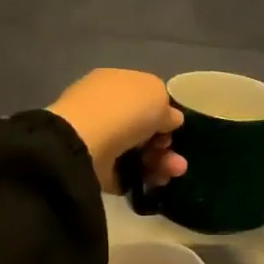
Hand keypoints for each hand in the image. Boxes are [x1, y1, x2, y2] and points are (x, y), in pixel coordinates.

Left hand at [48, 69, 187, 194]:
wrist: (85, 144)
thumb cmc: (124, 109)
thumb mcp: (157, 94)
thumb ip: (166, 107)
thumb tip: (169, 119)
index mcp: (114, 83)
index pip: (143, 97)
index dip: (163, 113)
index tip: (174, 127)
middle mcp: (104, 109)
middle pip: (143, 128)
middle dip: (165, 143)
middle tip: (178, 155)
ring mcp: (98, 140)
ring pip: (139, 152)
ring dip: (162, 162)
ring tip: (175, 171)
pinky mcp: (96, 168)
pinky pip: (127, 173)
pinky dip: (145, 177)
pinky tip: (157, 180)